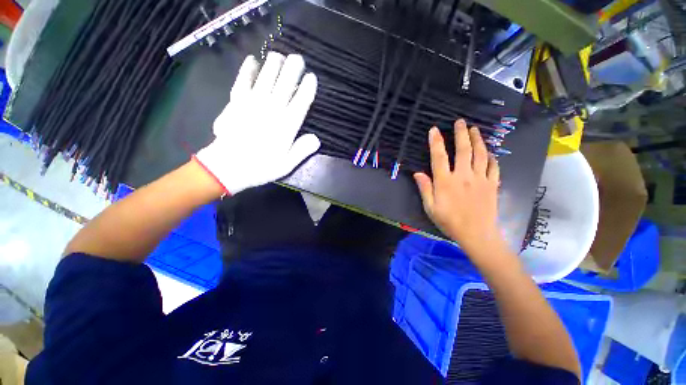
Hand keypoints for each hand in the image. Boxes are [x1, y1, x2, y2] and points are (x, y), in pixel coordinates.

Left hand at [195, 52, 319, 194]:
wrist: (227, 167)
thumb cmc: (261, 167)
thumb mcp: (287, 165)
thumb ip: (302, 150)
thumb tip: (316, 139)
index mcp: (286, 125)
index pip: (301, 101)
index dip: (307, 87)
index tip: (312, 77)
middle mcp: (272, 110)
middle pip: (285, 84)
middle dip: (293, 69)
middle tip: (298, 58)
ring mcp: (253, 103)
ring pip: (266, 78)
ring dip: (274, 64)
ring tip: (279, 55)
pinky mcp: (236, 102)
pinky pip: (243, 81)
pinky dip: (248, 69)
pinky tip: (252, 60)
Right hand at [414, 120, 504, 256]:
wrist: (477, 235)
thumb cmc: (450, 222)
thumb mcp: (430, 208)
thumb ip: (425, 189)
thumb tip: (417, 173)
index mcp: (446, 182)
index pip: (439, 157)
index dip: (436, 142)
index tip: (434, 130)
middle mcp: (463, 176)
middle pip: (463, 150)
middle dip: (461, 134)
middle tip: (460, 122)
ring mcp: (480, 179)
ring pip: (480, 154)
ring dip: (478, 140)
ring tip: (475, 130)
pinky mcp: (492, 184)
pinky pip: (493, 167)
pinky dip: (492, 157)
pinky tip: (490, 152)